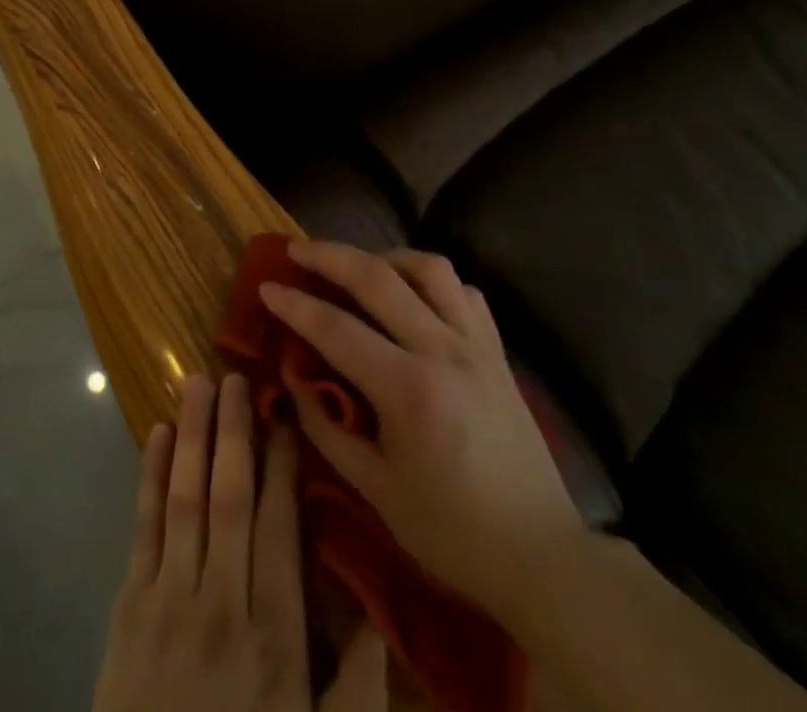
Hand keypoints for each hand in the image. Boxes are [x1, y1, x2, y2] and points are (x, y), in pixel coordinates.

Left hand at [94, 372, 389, 711]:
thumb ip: (358, 689)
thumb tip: (382, 616)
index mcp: (274, 633)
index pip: (278, 526)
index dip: (281, 465)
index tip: (283, 415)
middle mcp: (221, 602)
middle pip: (230, 497)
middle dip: (234, 431)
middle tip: (236, 375)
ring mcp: (169, 599)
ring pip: (185, 499)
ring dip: (192, 435)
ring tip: (196, 382)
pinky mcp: (129, 607)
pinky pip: (142, 528)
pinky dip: (148, 477)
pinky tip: (155, 434)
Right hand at [260, 241, 583, 612]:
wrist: (541, 555)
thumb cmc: (451, 531)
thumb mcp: (376, 490)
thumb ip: (327, 427)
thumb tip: (293, 376)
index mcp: (409, 390)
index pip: (337, 328)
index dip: (295, 305)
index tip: (266, 287)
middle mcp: (443, 350)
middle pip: (378, 278)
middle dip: (329, 256)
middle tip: (296, 250)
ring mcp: (476, 345)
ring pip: (428, 268)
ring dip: (385, 258)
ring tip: (358, 268)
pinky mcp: (498, 350)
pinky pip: (463, 291)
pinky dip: (431, 281)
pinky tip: (413, 296)